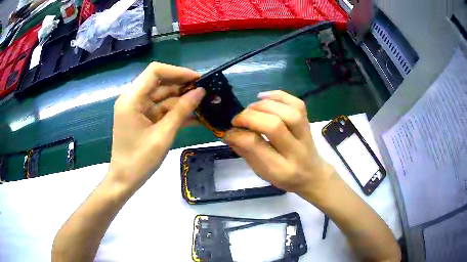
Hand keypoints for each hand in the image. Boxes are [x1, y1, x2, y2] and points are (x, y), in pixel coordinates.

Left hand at [108, 62, 204, 192]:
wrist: (125, 180)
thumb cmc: (140, 160)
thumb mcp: (163, 135)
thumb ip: (181, 111)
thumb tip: (201, 91)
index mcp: (132, 99)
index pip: (155, 71)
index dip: (178, 72)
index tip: (198, 79)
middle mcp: (133, 98)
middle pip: (160, 82)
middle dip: (182, 86)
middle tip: (206, 91)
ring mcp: (137, 108)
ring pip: (162, 96)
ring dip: (182, 100)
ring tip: (204, 104)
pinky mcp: (142, 117)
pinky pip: (161, 109)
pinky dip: (175, 111)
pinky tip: (194, 116)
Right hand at [224, 91, 335, 199]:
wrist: (313, 175)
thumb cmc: (285, 178)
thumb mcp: (262, 173)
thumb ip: (246, 153)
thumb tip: (229, 134)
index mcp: (281, 169)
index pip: (256, 146)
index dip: (238, 135)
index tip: (228, 132)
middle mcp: (296, 151)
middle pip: (274, 126)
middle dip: (250, 117)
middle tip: (237, 119)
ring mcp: (305, 135)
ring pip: (288, 113)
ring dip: (264, 106)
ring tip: (250, 109)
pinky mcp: (308, 123)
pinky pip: (297, 103)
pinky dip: (279, 96)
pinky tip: (263, 97)